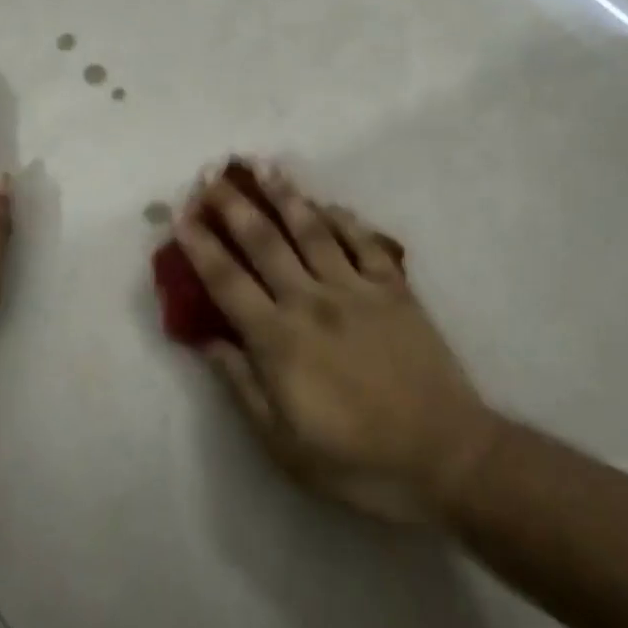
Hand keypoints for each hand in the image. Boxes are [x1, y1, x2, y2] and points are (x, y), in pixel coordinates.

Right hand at [175, 164, 494, 521]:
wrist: (446, 456)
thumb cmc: (358, 460)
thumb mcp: (284, 444)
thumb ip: (242, 385)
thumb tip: (207, 341)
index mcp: (280, 339)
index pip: (227, 281)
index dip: (200, 246)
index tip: (181, 214)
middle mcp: (312, 301)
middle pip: (265, 242)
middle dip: (234, 205)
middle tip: (211, 174)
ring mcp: (357, 289)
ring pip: (313, 230)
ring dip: (285, 195)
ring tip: (264, 166)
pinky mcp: (394, 289)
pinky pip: (364, 242)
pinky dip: (344, 219)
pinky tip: (329, 203)